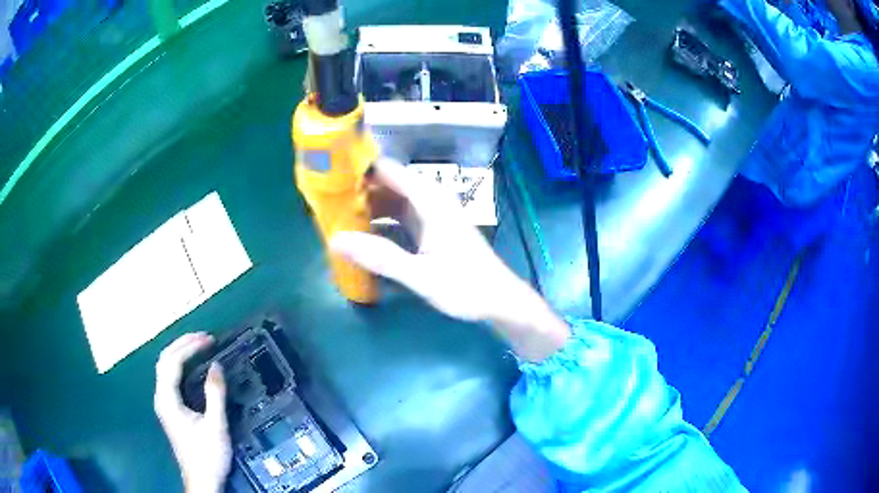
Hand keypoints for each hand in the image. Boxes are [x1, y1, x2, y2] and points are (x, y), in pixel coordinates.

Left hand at [154, 333, 230, 492]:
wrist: (201, 480)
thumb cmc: (208, 455)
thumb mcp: (216, 425)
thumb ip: (215, 394)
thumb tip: (216, 365)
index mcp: (168, 399)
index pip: (172, 362)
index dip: (190, 347)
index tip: (209, 340)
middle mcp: (161, 397)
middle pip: (164, 360)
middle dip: (183, 344)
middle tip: (204, 337)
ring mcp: (164, 403)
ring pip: (165, 367)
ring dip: (181, 352)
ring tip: (199, 345)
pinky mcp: (169, 409)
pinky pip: (170, 377)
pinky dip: (181, 365)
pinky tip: (192, 365)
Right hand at [332, 158, 518, 322]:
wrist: (500, 301)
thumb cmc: (466, 286)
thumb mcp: (420, 275)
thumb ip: (379, 257)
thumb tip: (336, 239)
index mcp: (430, 201)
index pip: (388, 170)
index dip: (359, 169)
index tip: (329, 176)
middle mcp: (431, 200)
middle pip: (388, 184)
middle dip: (358, 190)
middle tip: (326, 202)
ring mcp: (432, 215)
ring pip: (393, 201)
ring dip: (369, 207)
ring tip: (337, 217)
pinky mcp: (432, 229)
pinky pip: (400, 216)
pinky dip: (381, 221)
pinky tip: (363, 234)